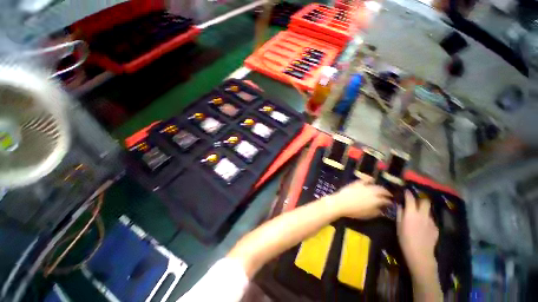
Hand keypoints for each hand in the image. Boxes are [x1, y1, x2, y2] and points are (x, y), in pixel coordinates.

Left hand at [328, 180, 391, 218]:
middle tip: (389, 195)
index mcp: (376, 200)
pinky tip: (371, 180)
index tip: (390, 203)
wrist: (340, 203)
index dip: (389, 202)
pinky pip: (364, 180)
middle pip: (382, 191)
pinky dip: (369, 179)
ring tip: (381, 189)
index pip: (386, 200)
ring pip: (375, 185)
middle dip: (386, 193)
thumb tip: (381, 210)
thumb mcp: (367, 215)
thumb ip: (376, 212)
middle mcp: (372, 192)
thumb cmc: (354, 211)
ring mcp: (364, 186)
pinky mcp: (357, 183)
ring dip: (380, 187)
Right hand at [397, 190, 438, 279]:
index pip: (411, 198)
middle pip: (425, 201)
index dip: (408, 193)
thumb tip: (400, 205)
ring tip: (418, 215)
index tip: (406, 191)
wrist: (420, 253)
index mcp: (412, 213)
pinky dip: (426, 220)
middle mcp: (423, 214)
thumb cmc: (405, 239)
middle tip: (415, 201)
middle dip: (420, 199)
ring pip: (428, 210)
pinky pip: (430, 220)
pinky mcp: (436, 228)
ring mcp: (431, 221)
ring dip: (423, 210)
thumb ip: (400, 213)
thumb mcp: (398, 225)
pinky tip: (423, 226)